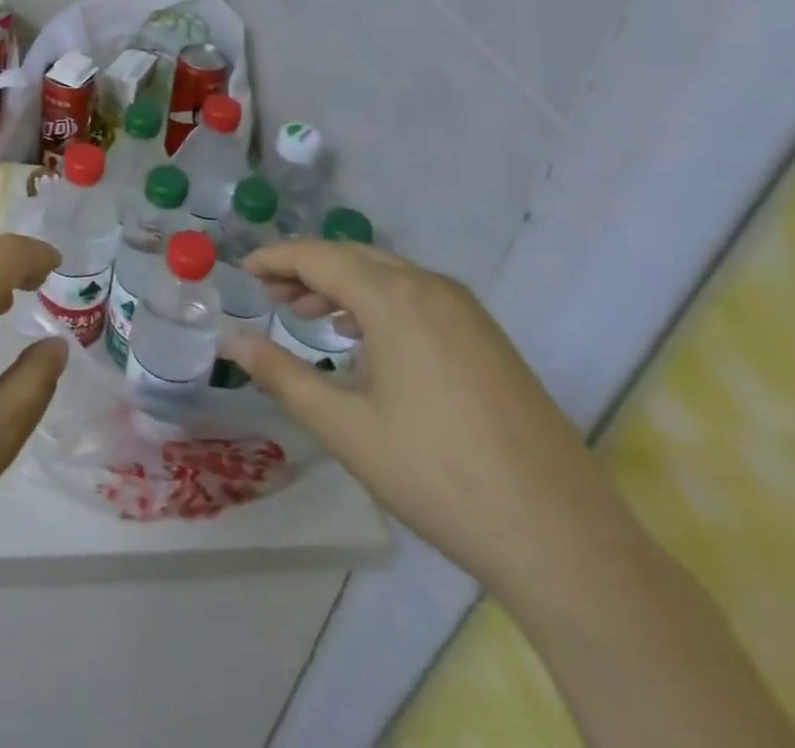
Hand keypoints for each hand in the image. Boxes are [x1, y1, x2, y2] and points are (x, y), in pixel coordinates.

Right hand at [222, 240, 636, 603]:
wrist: (563, 538)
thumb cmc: (437, 476)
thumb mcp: (345, 428)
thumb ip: (281, 376)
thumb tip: (232, 343)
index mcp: (395, 299)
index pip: (319, 257)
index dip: (276, 259)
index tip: (243, 270)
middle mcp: (432, 288)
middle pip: (354, 257)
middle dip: (306, 268)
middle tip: (268, 294)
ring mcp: (467, 311)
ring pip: (388, 274)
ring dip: (342, 284)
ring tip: (307, 313)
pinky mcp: (488, 338)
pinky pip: (418, 296)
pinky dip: (378, 301)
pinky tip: (365, 337)